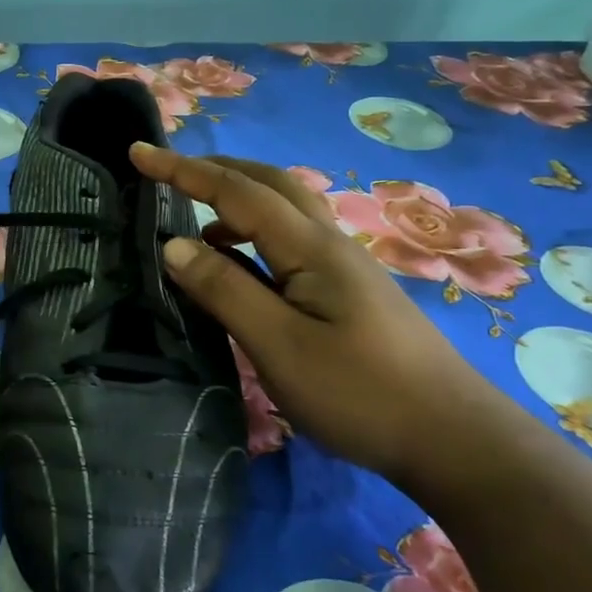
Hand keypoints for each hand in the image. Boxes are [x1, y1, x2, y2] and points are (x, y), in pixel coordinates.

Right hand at [130, 143, 529, 482]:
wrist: (454, 438)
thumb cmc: (361, 393)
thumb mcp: (279, 346)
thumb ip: (225, 290)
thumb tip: (174, 244)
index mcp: (311, 248)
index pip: (237, 191)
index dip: (183, 170)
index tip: (137, 153)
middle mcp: (329, 244)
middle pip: (269, 184)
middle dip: (215, 171)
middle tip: (168, 174)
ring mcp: (344, 268)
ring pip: (284, 212)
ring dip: (236, 202)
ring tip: (196, 227)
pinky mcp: (349, 294)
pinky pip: (292, 242)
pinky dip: (254, 237)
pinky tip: (243, 270)